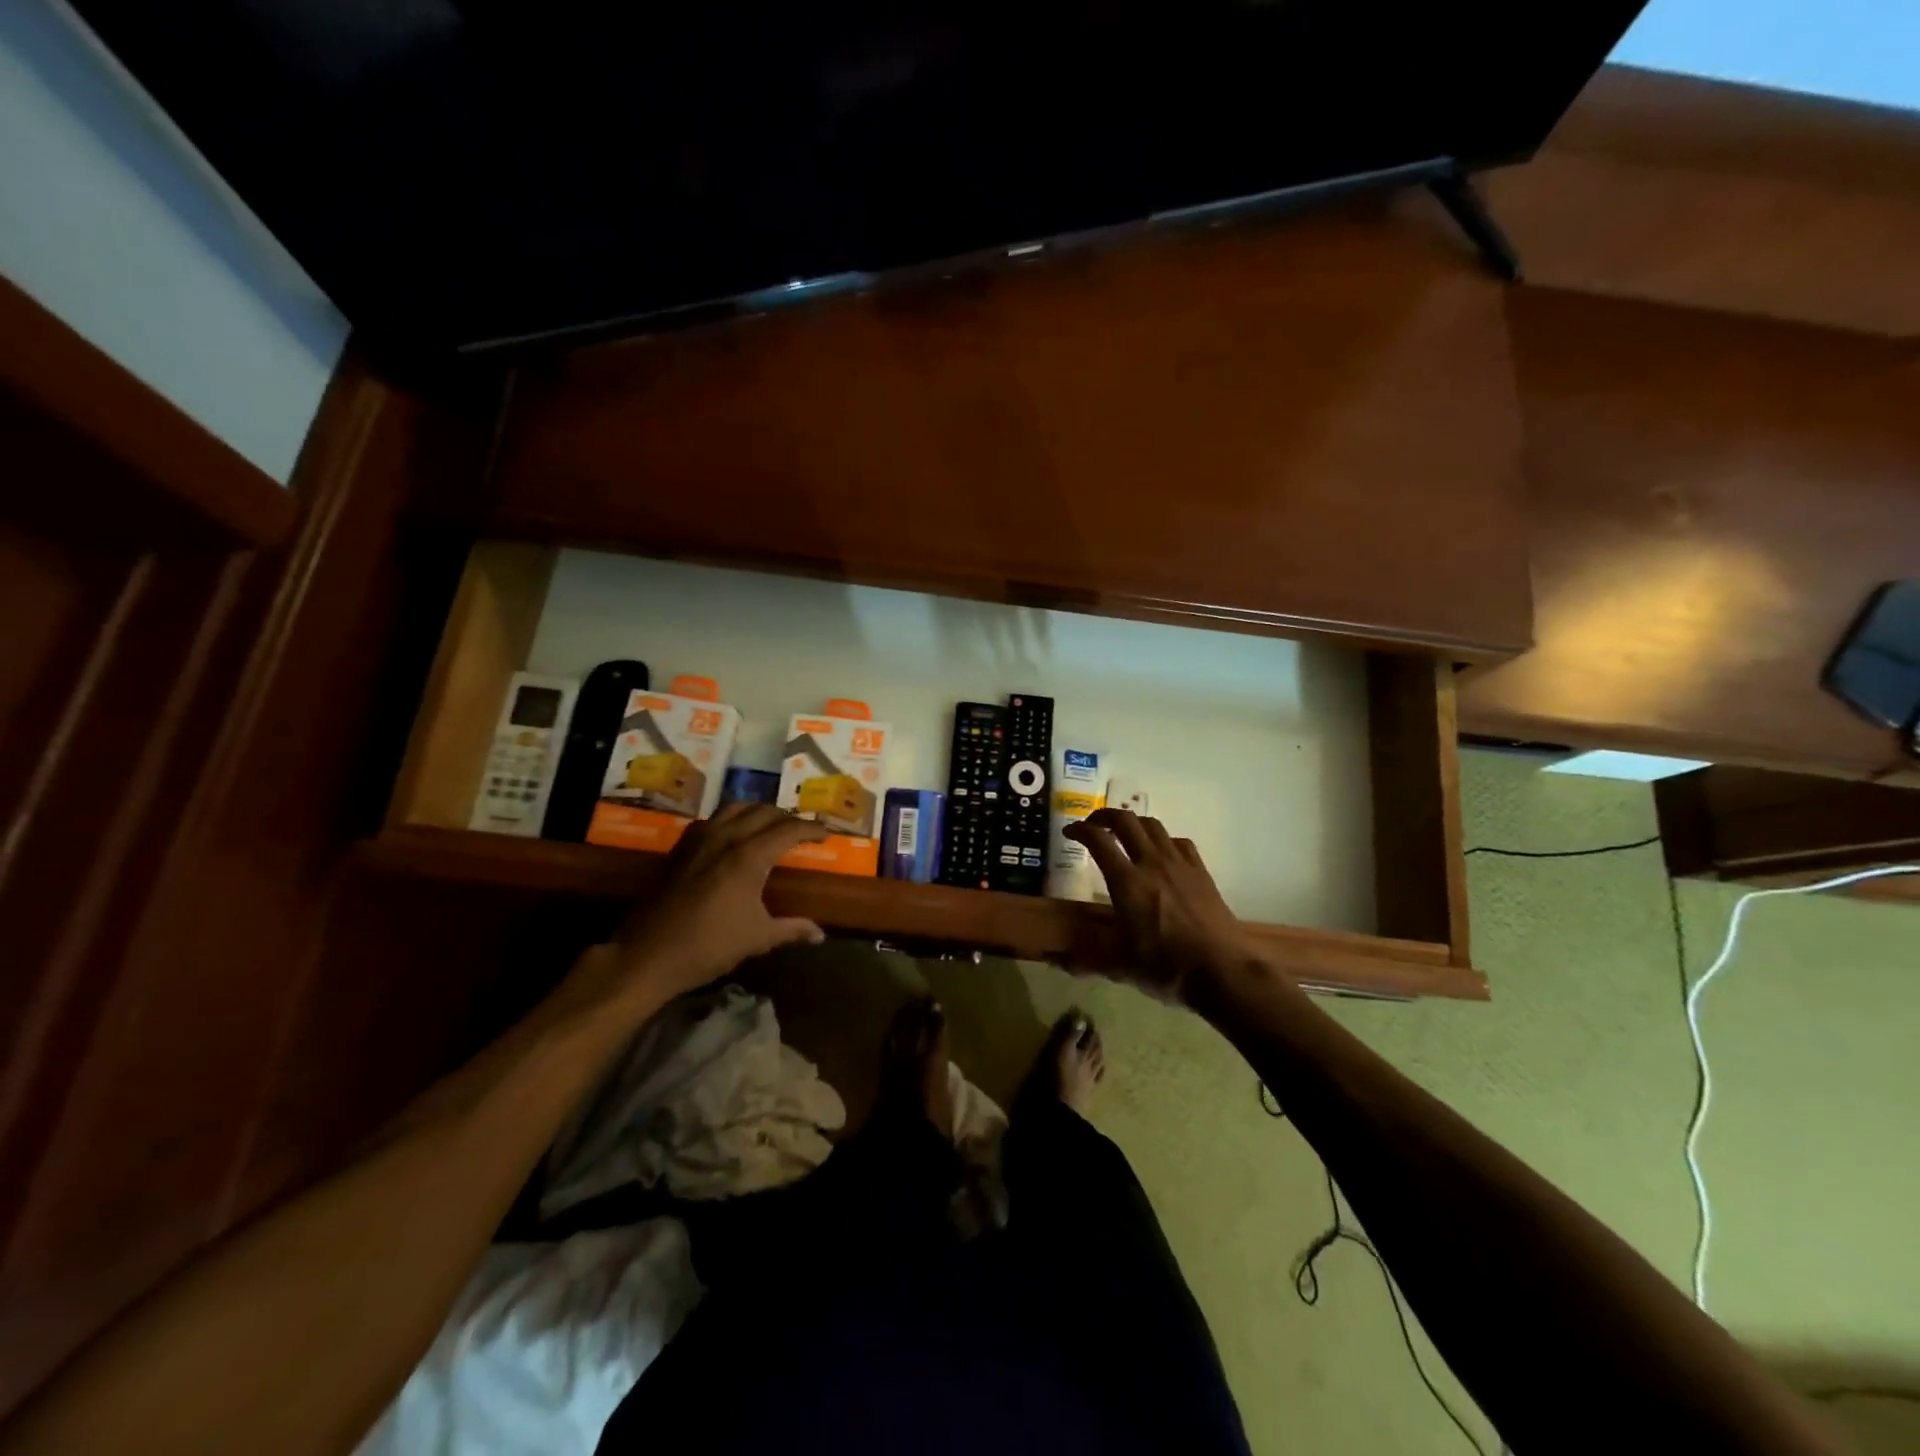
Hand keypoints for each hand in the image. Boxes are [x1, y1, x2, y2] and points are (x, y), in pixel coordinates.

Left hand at [577, 803, 831, 1009]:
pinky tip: (734, 836)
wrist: (647, 954)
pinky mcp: (680, 846)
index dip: (811, 829)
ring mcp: (699, 837)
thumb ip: (792, 929)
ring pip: (736, 806)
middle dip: (787, 818)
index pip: (789, 829)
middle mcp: (726, 836)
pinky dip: (732, 819)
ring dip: (758, 811)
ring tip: (770, 826)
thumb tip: (820, 934)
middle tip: (801, 832)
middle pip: (764, 811)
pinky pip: (713, 818)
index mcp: (749, 856)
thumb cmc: (708, 946)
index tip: (826, 834)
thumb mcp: (757, 938)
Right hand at [1065, 809, 1257, 1004]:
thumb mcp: (1121, 966)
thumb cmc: (1167, 968)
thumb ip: (1088, 959)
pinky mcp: (1200, 871)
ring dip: (1133, 823)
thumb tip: (1057, 963)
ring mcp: (1179, 864)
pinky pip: (1178, 841)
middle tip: (1093, 825)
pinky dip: (1162, 839)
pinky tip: (1161, 852)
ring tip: (1124, 833)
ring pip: (1153, 825)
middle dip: (1105, 816)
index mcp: (1127, 882)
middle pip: (1126, 821)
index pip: (1098, 841)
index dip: (1080, 830)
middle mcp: (1151, 863)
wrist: (1223, 970)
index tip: (1069, 832)